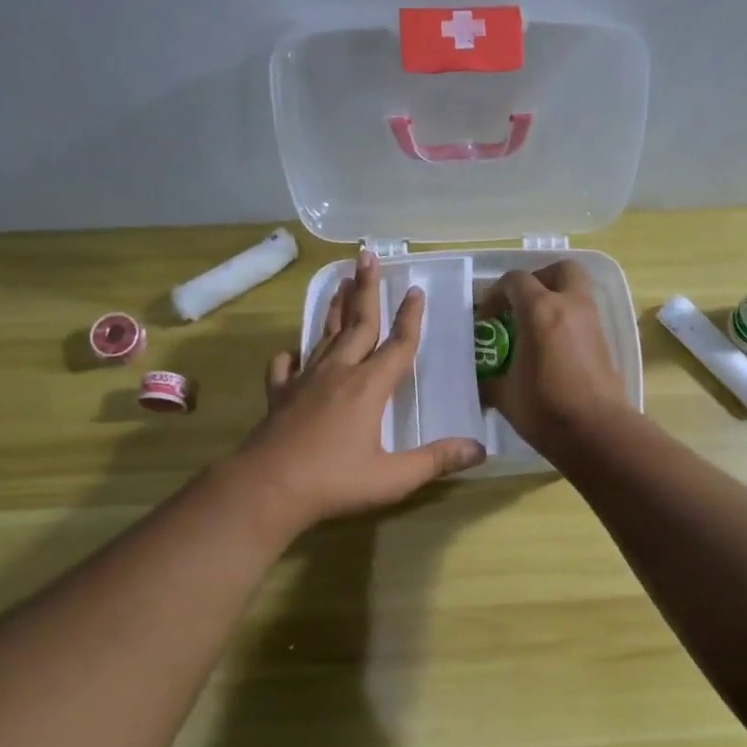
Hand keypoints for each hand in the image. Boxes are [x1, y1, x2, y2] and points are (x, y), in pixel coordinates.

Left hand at [235, 250, 485, 531]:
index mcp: (369, 387)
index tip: (416, 290)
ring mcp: (304, 382)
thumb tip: (479, 449)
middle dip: (366, 290)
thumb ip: (436, 461)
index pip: (397, 344)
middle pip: (357, 324)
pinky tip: (292, 351)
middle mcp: (338, 373)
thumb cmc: (334, 482)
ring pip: (324, 336)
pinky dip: (291, 355)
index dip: (411, 317)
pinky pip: (285, 367)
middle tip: (368, 256)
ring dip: (335, 309)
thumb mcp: (393, 478)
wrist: (267, 489)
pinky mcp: (279, 396)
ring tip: (340, 282)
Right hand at [480, 262, 629, 455]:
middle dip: (538, 279)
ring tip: (535, 329)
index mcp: (540, 310)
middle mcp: (570, 305)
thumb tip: (482, 382)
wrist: (597, 432)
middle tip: (521, 304)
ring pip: (576, 291)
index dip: (495, 294)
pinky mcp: (605, 342)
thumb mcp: (505, 395)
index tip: (487, 318)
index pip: (515, 280)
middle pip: (559, 270)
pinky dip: (568, 321)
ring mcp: (592, 322)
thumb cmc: (545, 409)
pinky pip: (584, 316)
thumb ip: (490, 379)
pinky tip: (553, 349)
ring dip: (556, 299)